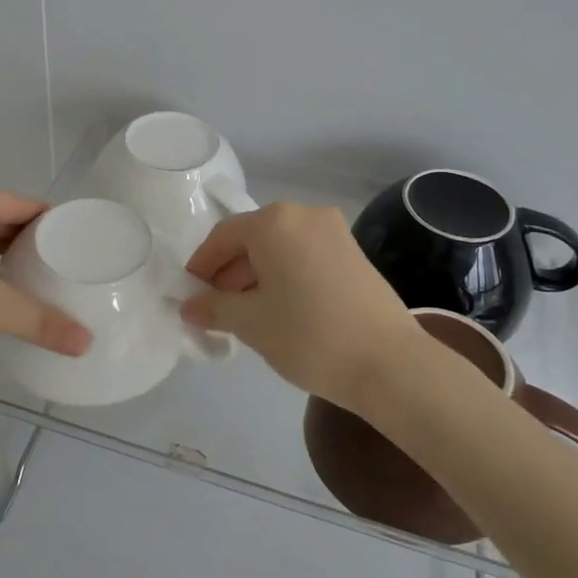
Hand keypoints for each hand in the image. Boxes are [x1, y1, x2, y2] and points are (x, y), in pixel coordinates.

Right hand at [180, 204, 421, 412]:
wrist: (389, 363)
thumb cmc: (308, 335)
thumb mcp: (251, 323)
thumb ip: (214, 307)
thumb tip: (189, 305)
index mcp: (274, 222)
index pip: (223, 236)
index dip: (202, 265)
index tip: (190, 294)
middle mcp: (304, 215)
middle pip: (253, 238)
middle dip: (229, 272)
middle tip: (216, 309)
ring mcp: (335, 232)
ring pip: (280, 248)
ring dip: (257, 275)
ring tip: (246, 314)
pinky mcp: (354, 253)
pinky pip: (305, 256)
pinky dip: (285, 275)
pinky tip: (281, 309)